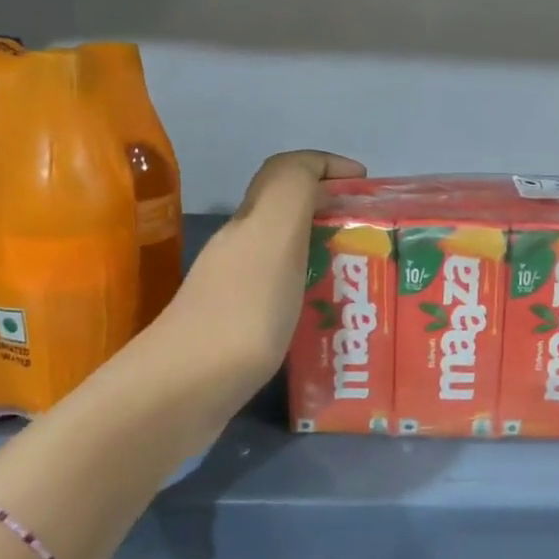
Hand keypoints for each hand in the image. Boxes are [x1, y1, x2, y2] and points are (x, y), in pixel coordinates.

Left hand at [168, 150, 365, 392]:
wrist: (182, 392)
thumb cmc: (241, 310)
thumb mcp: (274, 234)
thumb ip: (293, 189)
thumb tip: (318, 170)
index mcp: (251, 221)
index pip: (287, 171)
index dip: (327, 166)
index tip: (367, 185)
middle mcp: (240, 248)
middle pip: (289, 213)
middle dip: (334, 213)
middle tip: (375, 238)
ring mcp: (235, 291)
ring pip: (288, 255)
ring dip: (326, 256)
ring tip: (365, 280)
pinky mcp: (237, 330)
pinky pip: (285, 297)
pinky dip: (313, 296)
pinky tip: (333, 321)